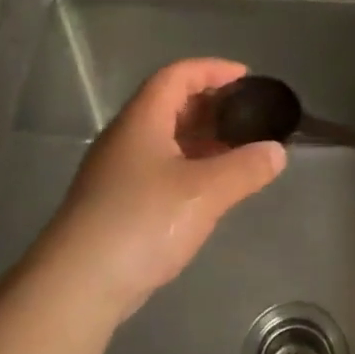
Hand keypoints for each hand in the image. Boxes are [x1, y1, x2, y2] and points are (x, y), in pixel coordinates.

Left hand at [44, 58, 286, 320]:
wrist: (78, 284)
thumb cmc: (142, 222)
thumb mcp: (205, 192)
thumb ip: (246, 168)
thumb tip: (276, 152)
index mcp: (142, 120)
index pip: (177, 75)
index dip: (212, 69)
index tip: (246, 78)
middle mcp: (126, 137)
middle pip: (169, 104)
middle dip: (210, 105)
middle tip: (247, 116)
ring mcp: (117, 171)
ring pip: (164, 139)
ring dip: (201, 138)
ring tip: (237, 150)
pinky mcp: (116, 202)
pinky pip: (159, 167)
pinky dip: (188, 166)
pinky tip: (209, 188)